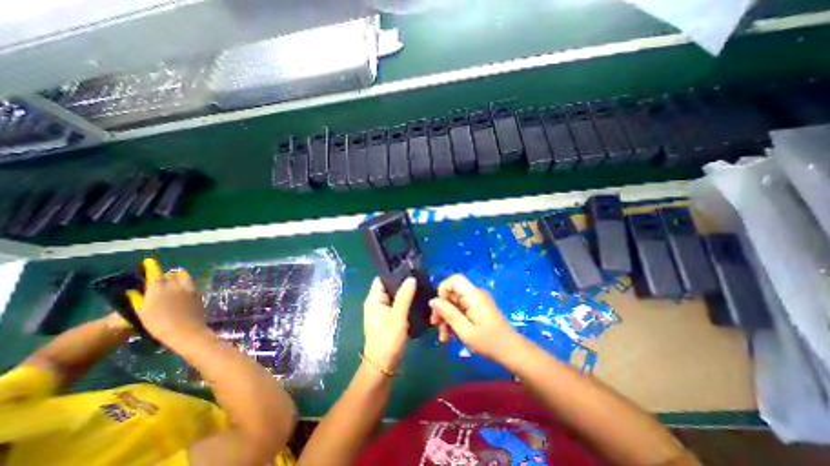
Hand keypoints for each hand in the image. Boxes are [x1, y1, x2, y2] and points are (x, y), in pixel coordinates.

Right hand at [135, 258, 207, 341]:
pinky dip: (186, 283)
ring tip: (173, 281)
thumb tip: (133, 291)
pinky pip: (191, 284)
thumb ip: (138, 299)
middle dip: (165, 274)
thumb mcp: (142, 312)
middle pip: (171, 274)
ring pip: (184, 276)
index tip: (149, 261)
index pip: (155, 273)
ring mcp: (190, 288)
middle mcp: (176, 285)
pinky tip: (182, 290)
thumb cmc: (158, 324)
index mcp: (159, 288)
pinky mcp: (199, 293)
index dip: (152, 266)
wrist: (185, 330)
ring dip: (178, 276)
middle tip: (160, 278)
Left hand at [362, 276, 415, 371]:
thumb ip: (404, 296)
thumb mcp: (397, 316)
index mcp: (373, 299)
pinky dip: (405, 302)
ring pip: (394, 296)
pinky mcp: (388, 319)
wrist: (383, 365)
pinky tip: (416, 300)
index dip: (394, 273)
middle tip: (419, 278)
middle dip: (402, 282)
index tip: (409, 269)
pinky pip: (397, 305)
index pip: (382, 279)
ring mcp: (382, 311)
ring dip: (405, 293)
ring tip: (420, 287)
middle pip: (389, 286)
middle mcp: (376, 303)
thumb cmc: (387, 339)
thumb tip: (411, 278)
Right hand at [427, 274, 516, 359]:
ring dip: (447, 318)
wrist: (512, 351)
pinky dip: (455, 321)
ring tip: (443, 337)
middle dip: (442, 308)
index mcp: (473, 295)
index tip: (438, 307)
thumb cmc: (489, 341)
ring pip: (455, 304)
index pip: (454, 279)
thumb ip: (448, 313)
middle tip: (435, 325)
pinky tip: (450, 336)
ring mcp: (477, 303)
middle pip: (452, 293)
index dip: (443, 289)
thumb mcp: (465, 330)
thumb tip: (432, 300)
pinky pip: (462, 310)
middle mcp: (475, 295)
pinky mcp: (478, 310)